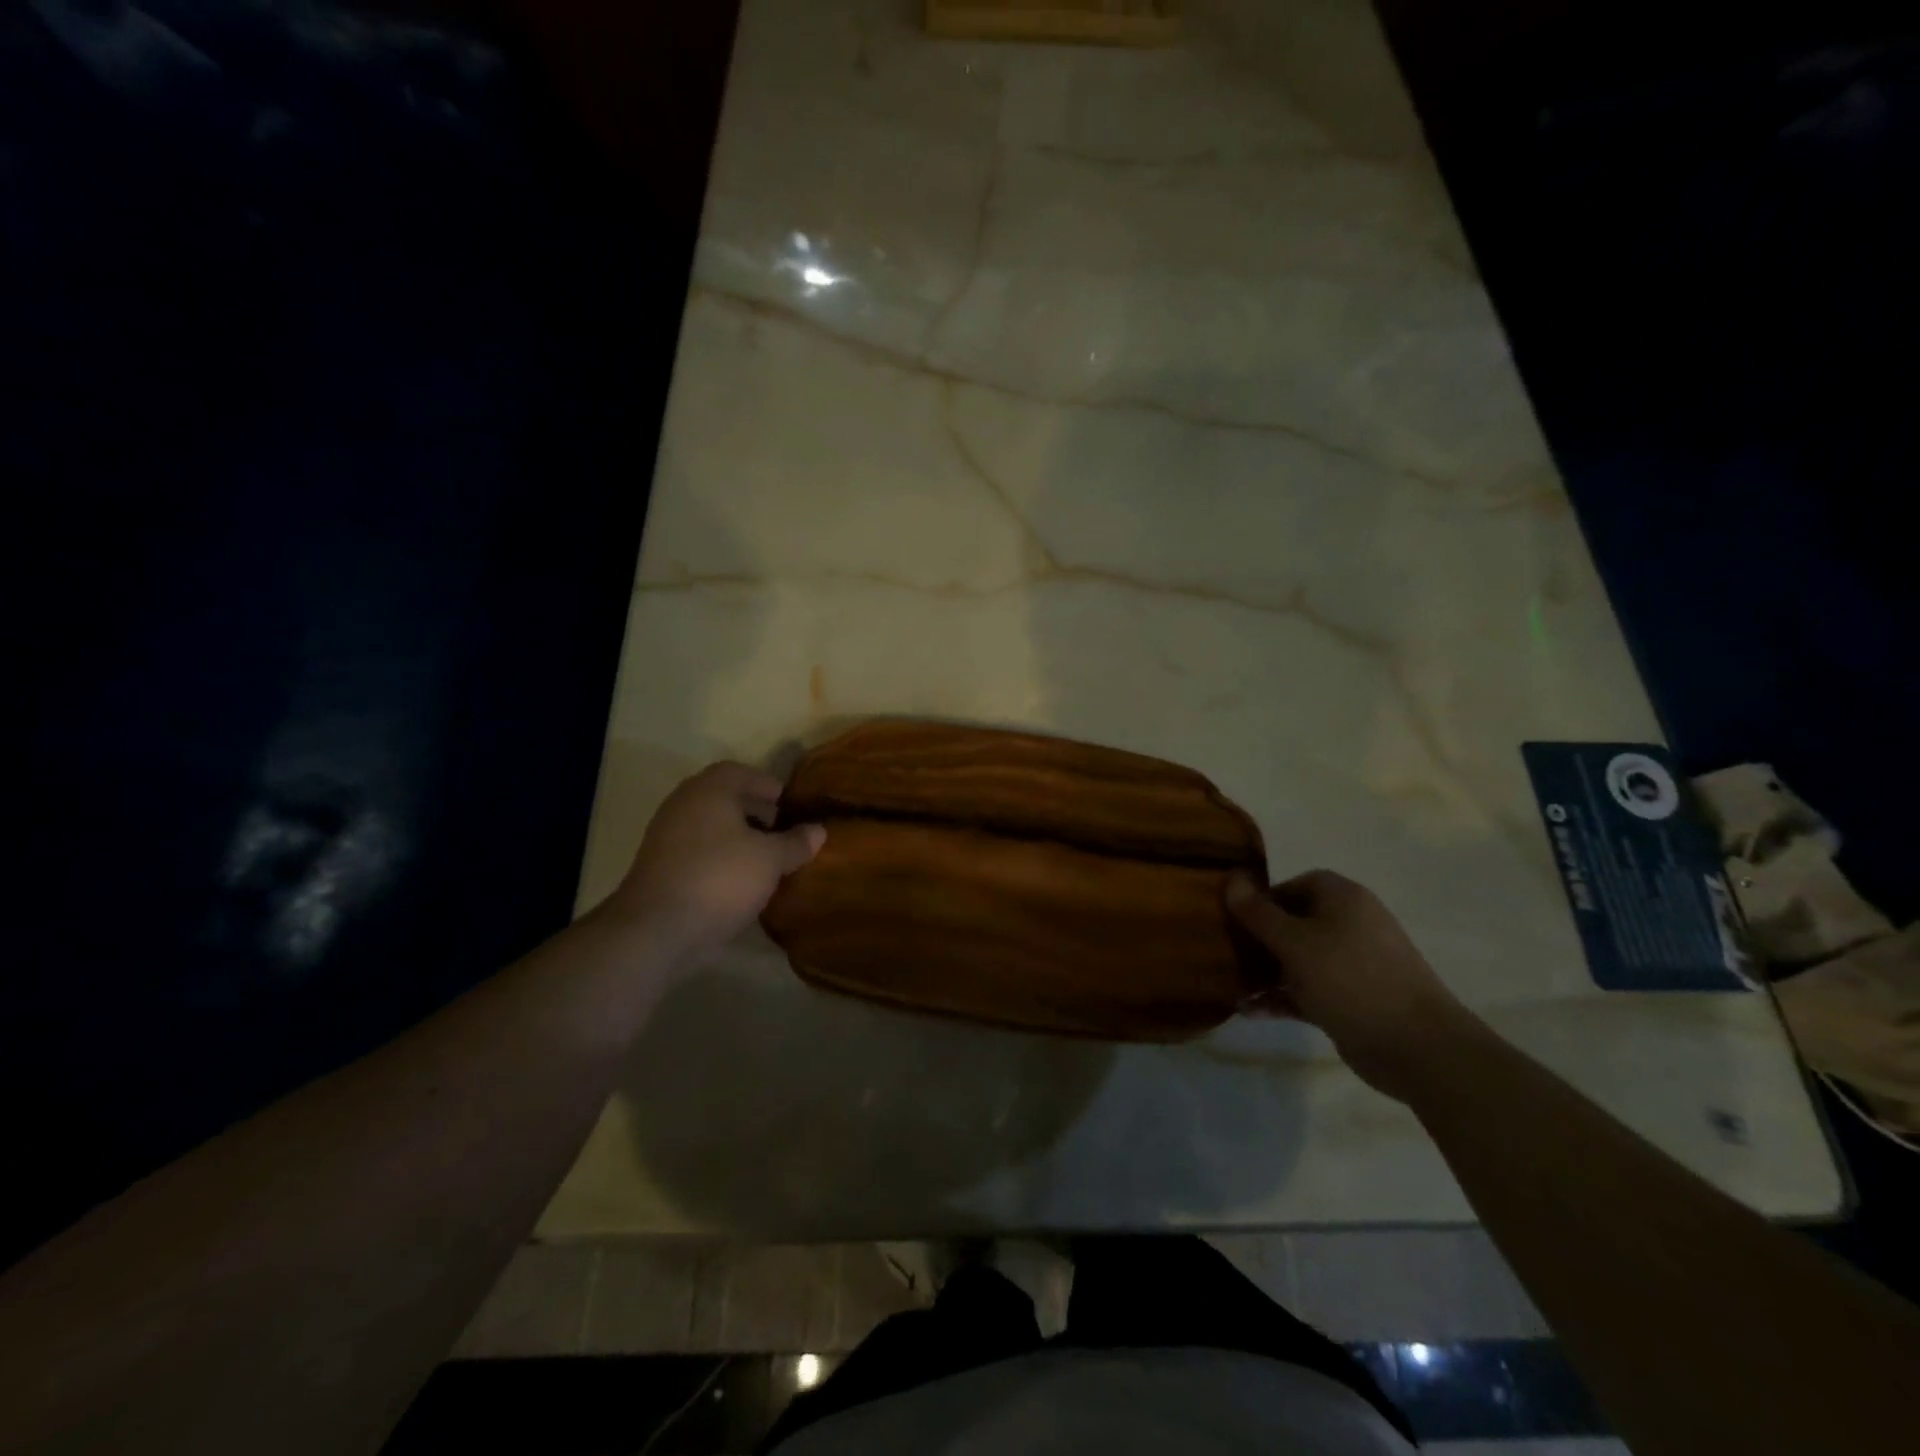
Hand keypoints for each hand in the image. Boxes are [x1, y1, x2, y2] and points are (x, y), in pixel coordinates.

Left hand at [605, 762, 824, 967]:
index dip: (765, 784)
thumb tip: (818, 830)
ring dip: (737, 837)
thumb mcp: (770, 860)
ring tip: (765, 858)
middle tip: (781, 830)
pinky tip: (740, 880)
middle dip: (754, 811)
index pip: (739, 772)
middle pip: (723, 798)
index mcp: (709, 790)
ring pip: (710, 826)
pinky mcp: (660, 867)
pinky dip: (720, 857)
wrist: (657, 928)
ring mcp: (666, 837)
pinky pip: (698, 851)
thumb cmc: (720, 878)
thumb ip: (796, 843)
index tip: (786, 803)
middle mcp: (684, 804)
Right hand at [1225, 870, 1475, 1100]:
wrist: (1417, 1047)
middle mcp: (1349, 924)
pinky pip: (1307, 989)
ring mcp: (1352, 964)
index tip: (1234, 919)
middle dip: (1257, 938)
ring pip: (1297, 959)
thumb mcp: (1294, 942)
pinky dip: (1281, 997)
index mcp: (1342, 899)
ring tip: (1230, 985)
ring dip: (1264, 971)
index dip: (1262, 899)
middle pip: (1293, 922)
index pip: (1294, 884)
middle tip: (1225, 952)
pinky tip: (1249, 1011)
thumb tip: (1231, 879)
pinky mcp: (1351, 1000)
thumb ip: (1258, 912)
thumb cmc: (1350, 979)